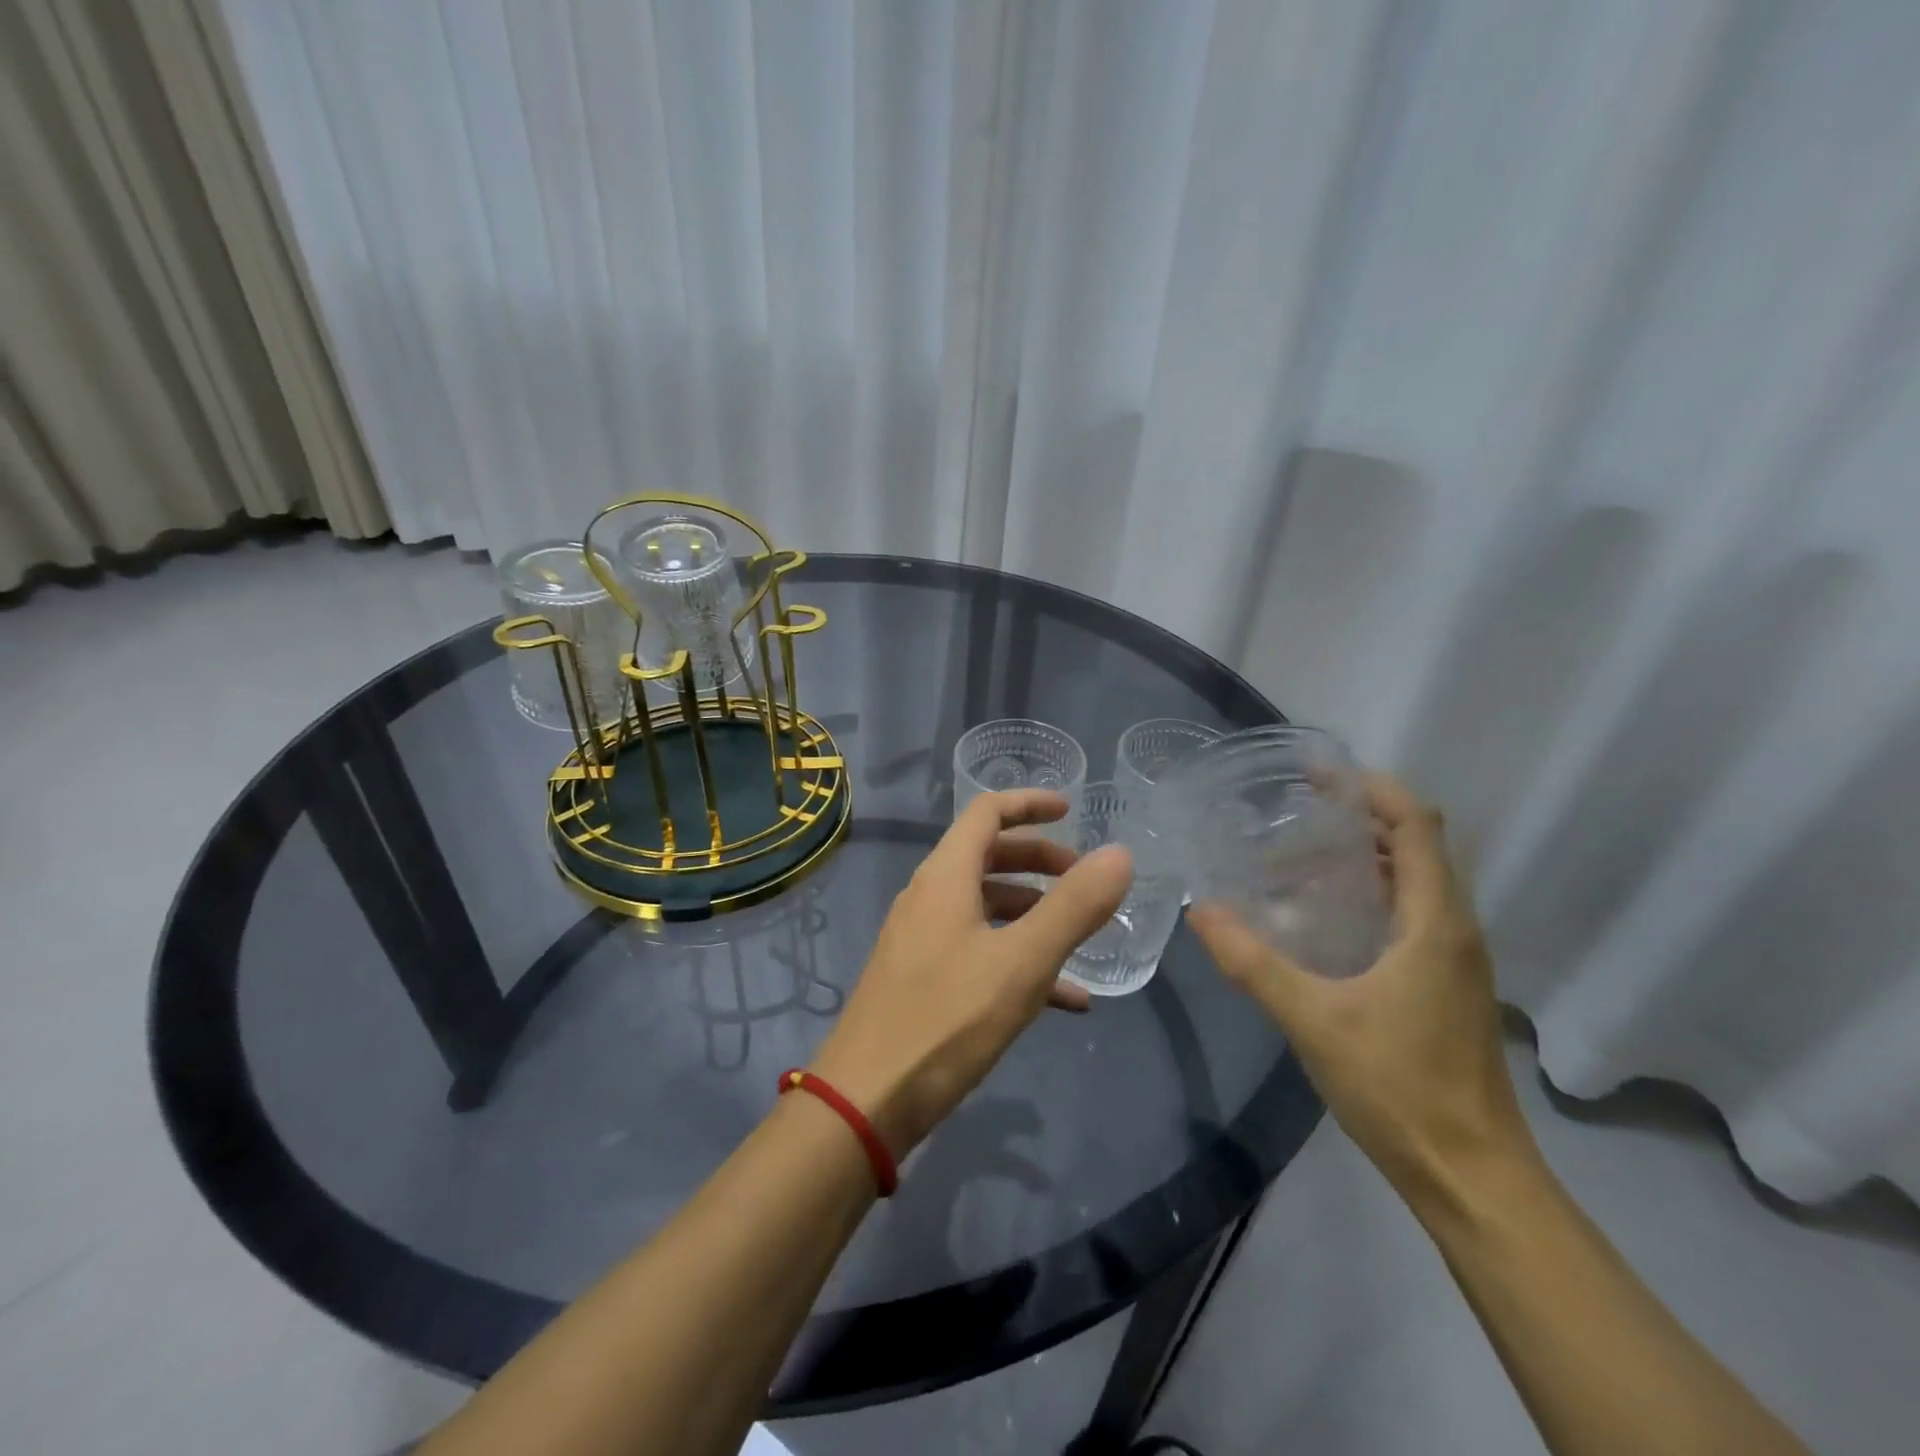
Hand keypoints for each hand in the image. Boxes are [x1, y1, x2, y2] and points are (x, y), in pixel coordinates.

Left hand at [810, 789, 1132, 1157]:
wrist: (866, 1101)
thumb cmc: (946, 1019)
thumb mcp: (1022, 962)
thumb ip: (1073, 907)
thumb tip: (1120, 854)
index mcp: (944, 877)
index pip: (986, 813)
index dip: (1029, 804)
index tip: (1072, 811)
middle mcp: (928, 898)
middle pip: (988, 857)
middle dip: (1039, 861)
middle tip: (1083, 879)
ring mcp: (921, 940)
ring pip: (985, 907)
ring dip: (1033, 913)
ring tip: (1081, 938)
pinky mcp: (922, 980)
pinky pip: (979, 952)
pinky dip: (1019, 959)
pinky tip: (1065, 1000)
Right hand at [1187, 773, 1534, 1195]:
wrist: (1473, 1177)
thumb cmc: (1400, 1088)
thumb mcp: (1313, 1019)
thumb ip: (1252, 962)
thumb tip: (1201, 909)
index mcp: (1435, 923)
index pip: (1417, 825)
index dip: (1373, 788)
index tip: (1318, 773)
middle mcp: (1454, 928)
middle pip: (1417, 845)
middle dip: (1359, 817)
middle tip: (1292, 812)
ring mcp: (1455, 959)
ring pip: (1415, 881)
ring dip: (1364, 856)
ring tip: (1296, 857)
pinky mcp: (1446, 984)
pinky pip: (1411, 913)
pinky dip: (1370, 893)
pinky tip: (1321, 917)